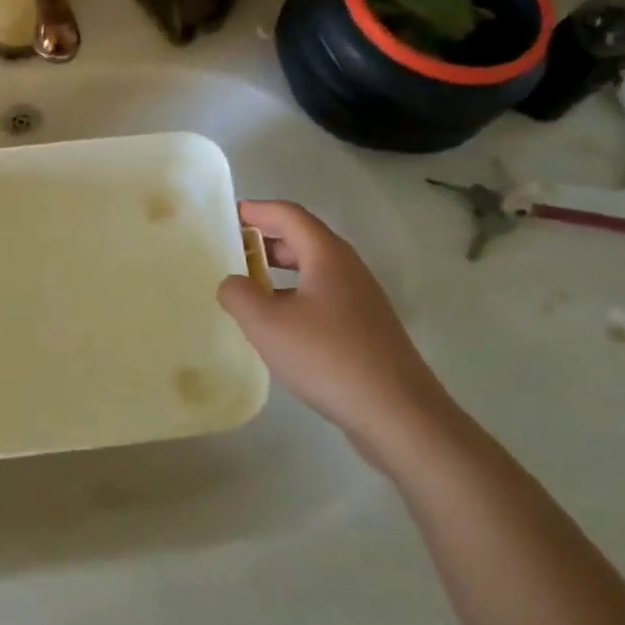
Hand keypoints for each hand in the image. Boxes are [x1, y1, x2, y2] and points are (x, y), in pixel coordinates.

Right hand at [218, 200, 458, 472]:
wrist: (398, 414)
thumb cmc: (327, 357)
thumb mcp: (267, 324)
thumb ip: (238, 294)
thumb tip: (232, 283)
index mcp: (327, 255)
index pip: (288, 214)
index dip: (256, 210)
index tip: (226, 215)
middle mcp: (348, 269)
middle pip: (302, 238)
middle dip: (265, 239)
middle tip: (230, 250)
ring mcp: (361, 300)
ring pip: (313, 270)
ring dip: (278, 270)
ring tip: (247, 286)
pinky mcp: (366, 329)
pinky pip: (322, 296)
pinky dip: (294, 296)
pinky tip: (278, 325)